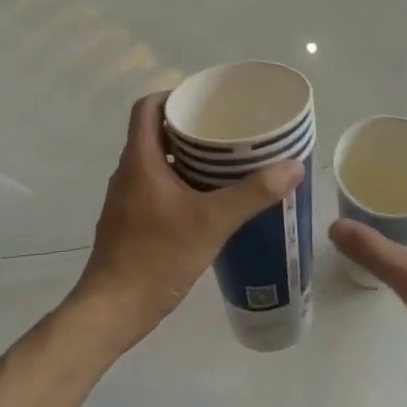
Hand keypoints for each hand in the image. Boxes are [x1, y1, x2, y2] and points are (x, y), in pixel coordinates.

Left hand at [66, 93, 303, 354]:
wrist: (112, 311)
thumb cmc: (156, 256)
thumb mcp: (212, 222)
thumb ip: (253, 193)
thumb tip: (294, 166)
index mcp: (140, 160)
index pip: (147, 107)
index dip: (174, 95)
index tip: (207, 101)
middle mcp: (129, 173)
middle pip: (156, 132)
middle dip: (192, 128)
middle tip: (230, 130)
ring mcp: (128, 200)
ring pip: (159, 162)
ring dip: (189, 157)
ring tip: (228, 162)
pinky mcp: (132, 223)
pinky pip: (159, 187)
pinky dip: (183, 184)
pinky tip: (212, 201)